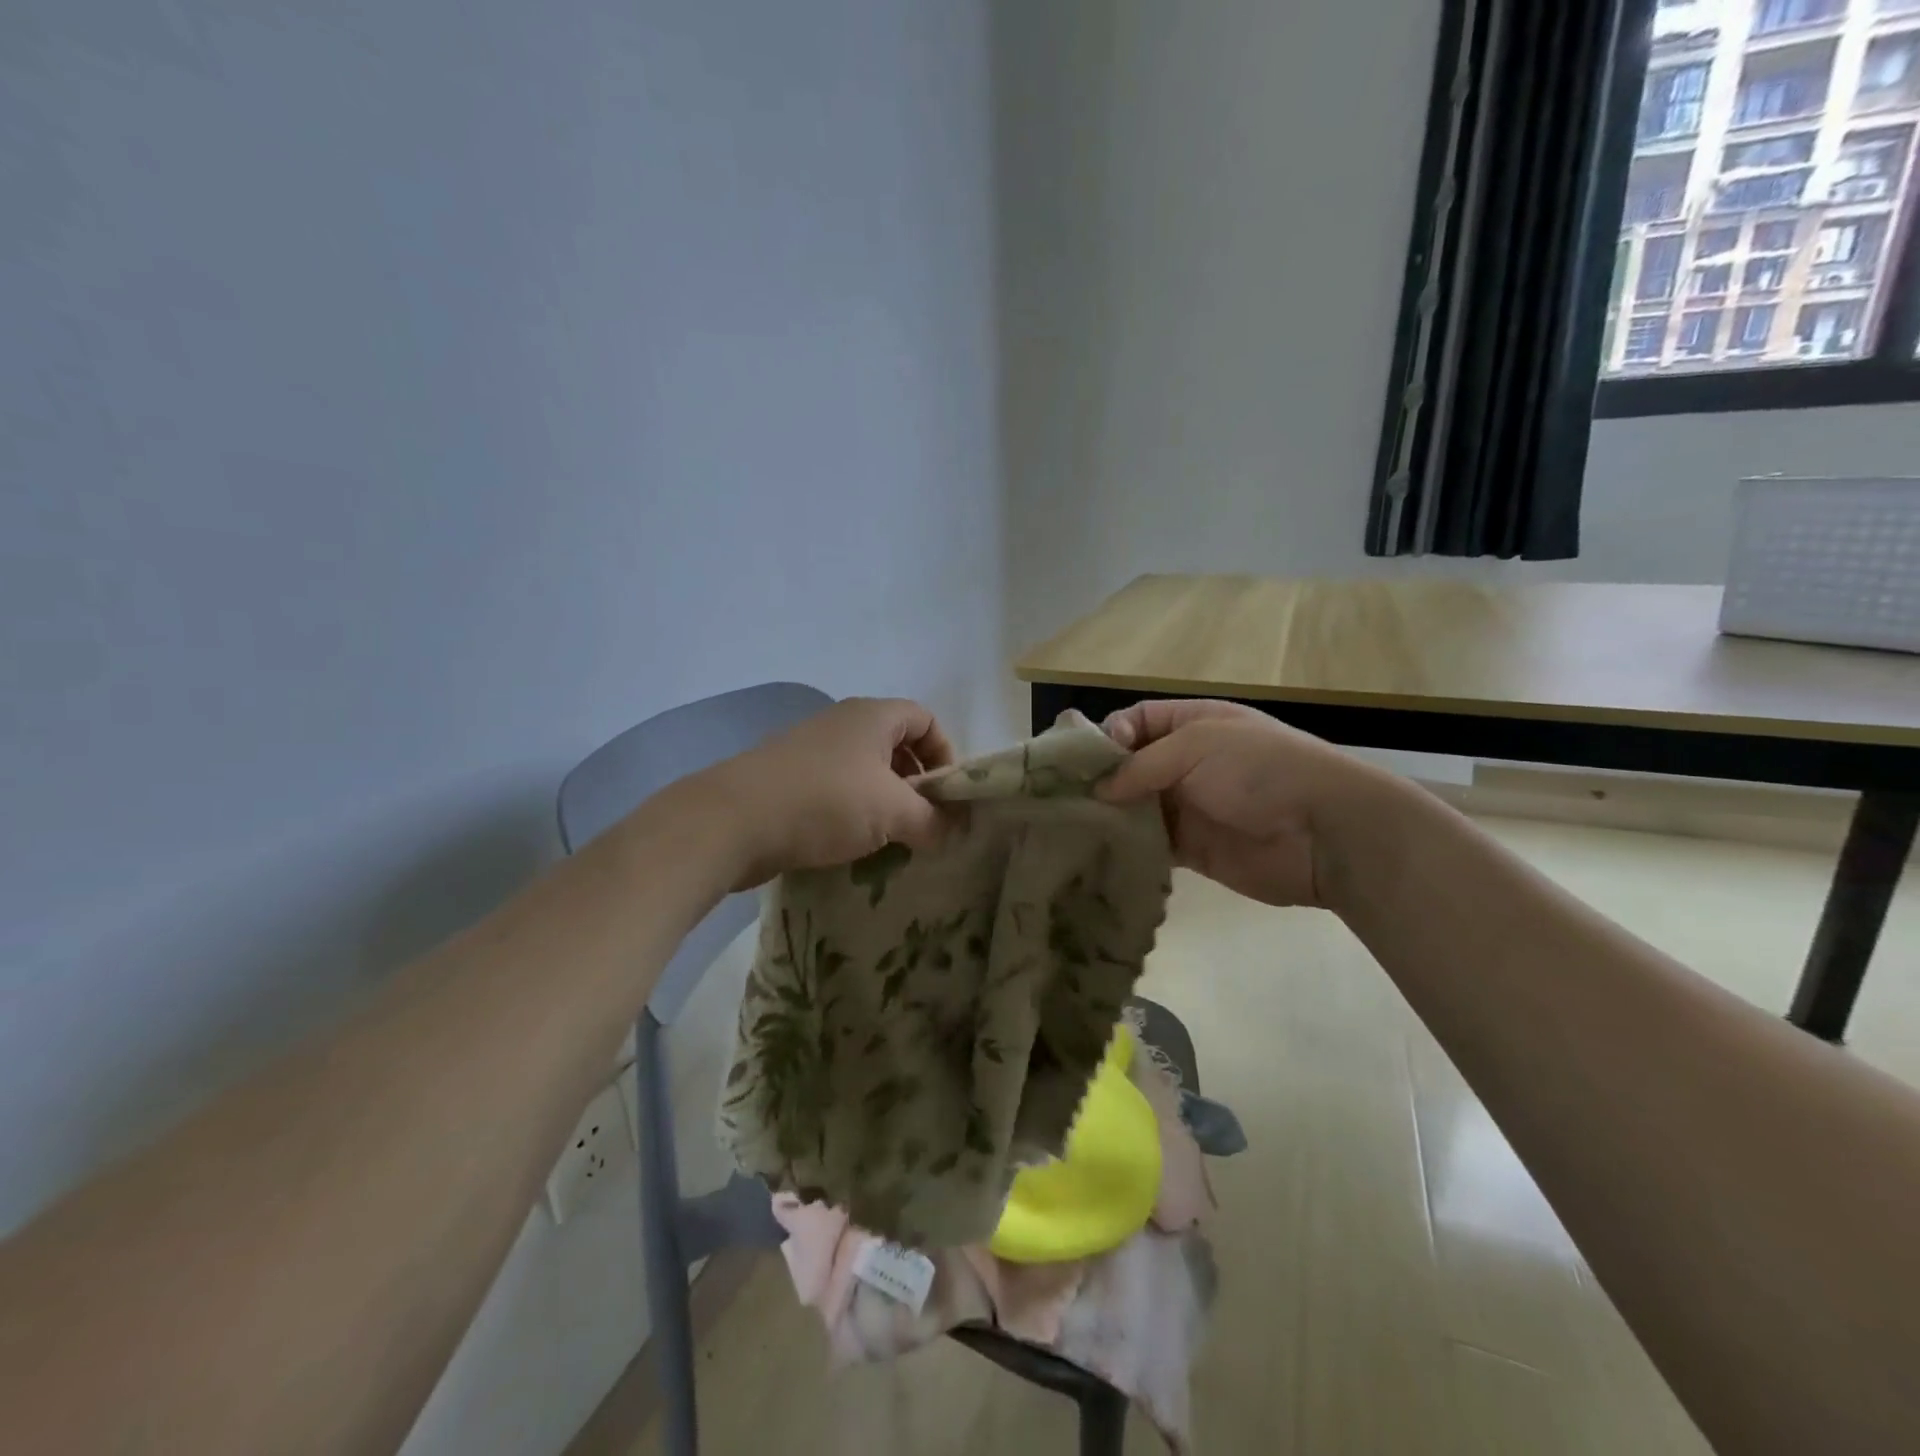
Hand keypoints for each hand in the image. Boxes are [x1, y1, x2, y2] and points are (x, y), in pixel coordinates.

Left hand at [698, 698, 955, 887]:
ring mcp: (811, 751)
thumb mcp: (892, 812)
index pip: (925, 719)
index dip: (946, 753)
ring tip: (891, 840)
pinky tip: (852, 846)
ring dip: (884, 803)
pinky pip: (835, 791)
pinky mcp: (788, 780)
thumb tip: (953, 830)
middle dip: (915, 783)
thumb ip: (932, 820)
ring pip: (864, 772)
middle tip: (923, 821)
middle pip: (895, 745)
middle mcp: (842, 724)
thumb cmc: (826, 802)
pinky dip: (851, 814)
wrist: (733, 821)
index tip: (947, 795)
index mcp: (872, 716)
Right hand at [1098, 700, 1375, 906]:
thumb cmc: (1260, 771)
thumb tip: (1099, 790)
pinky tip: (1099, 851)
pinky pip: (1150, 844)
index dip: (1107, 736)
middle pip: (1130, 766)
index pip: (1136, 721)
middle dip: (1100, 779)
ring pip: (1135, 806)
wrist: (1323, 833)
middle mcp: (1186, 762)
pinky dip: (1127, 846)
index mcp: (1193, 724)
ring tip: (1073, 826)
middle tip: (1065, 798)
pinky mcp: (1191, 848)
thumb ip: (1142, 764)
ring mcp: (1189, 806)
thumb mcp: (1198, 746)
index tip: (1085, 762)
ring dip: (1109, 814)